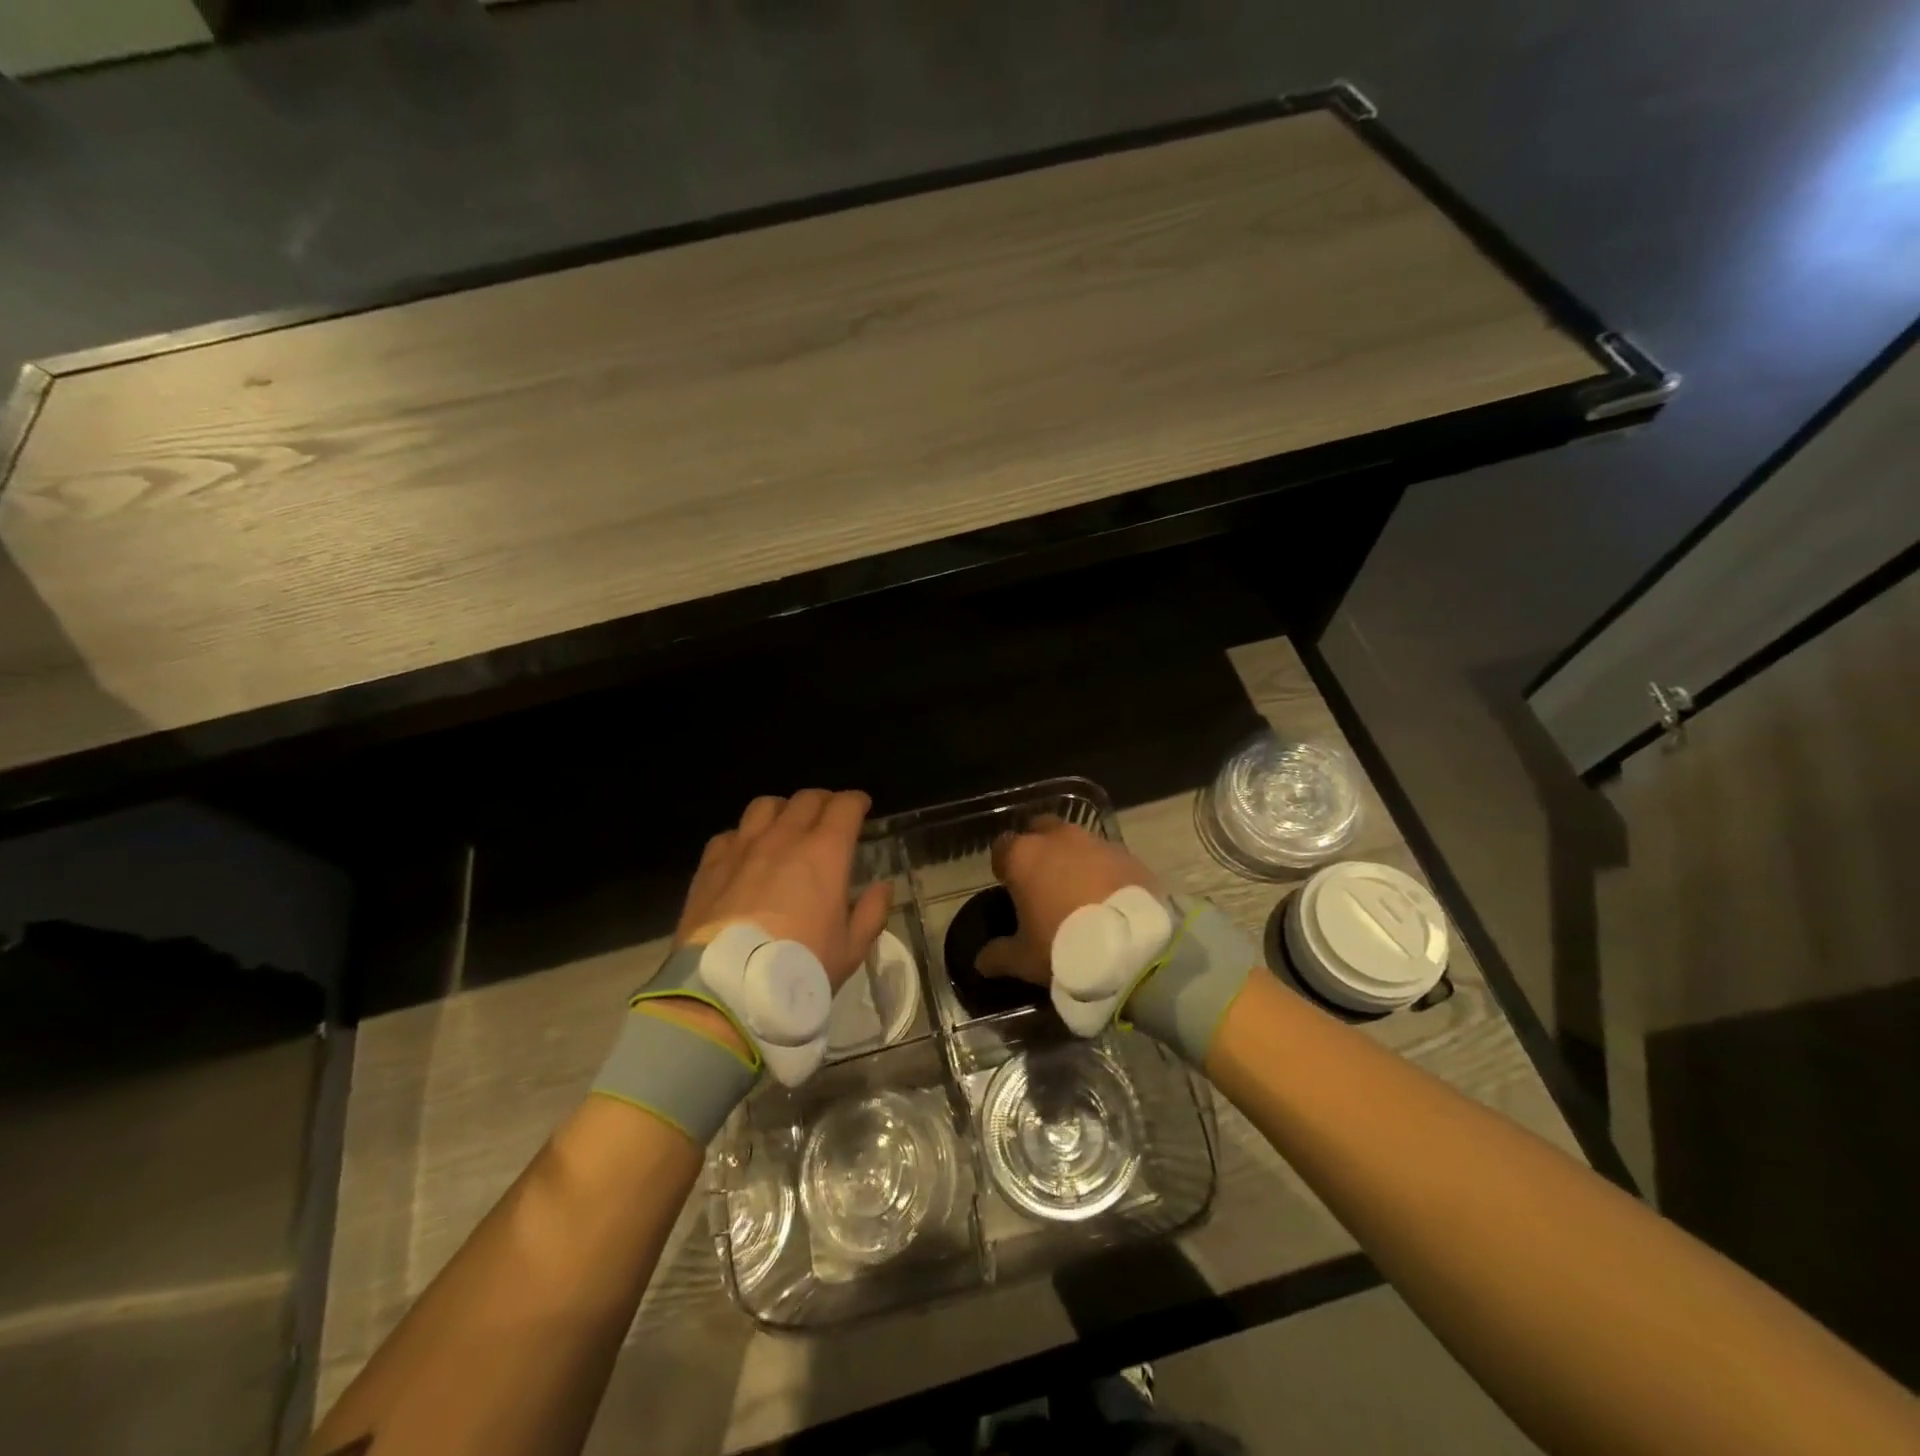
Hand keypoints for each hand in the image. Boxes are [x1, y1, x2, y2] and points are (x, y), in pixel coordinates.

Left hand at [676, 789, 891, 990]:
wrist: (727, 989)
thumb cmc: (798, 968)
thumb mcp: (850, 950)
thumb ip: (872, 912)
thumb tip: (883, 887)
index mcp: (825, 853)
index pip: (845, 806)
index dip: (856, 801)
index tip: (862, 807)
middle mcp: (784, 838)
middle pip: (806, 799)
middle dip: (824, 802)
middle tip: (830, 817)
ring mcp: (743, 847)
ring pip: (765, 806)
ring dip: (783, 810)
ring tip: (786, 826)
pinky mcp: (711, 865)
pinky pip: (730, 834)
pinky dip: (745, 836)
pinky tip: (746, 854)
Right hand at [976, 817, 1159, 984]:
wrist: (1132, 947)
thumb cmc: (1064, 947)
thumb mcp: (1024, 959)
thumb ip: (998, 955)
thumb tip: (981, 961)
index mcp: (1024, 856)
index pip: (1002, 847)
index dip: (1003, 865)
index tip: (1008, 886)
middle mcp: (1058, 839)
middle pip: (1040, 830)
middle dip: (1039, 848)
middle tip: (1043, 881)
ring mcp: (1097, 843)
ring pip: (1077, 841)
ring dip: (1074, 858)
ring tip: (1078, 891)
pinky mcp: (1129, 855)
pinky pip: (1108, 857)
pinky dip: (1104, 871)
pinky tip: (1108, 897)